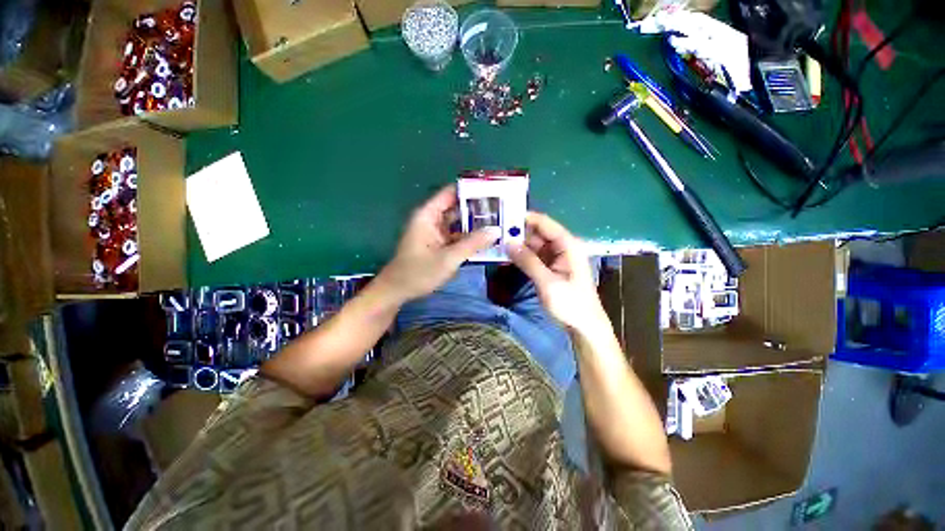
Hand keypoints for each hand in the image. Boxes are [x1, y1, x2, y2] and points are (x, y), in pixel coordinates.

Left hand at [377, 185, 499, 301]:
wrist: (397, 292)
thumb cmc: (418, 273)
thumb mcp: (448, 258)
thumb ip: (472, 244)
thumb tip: (496, 230)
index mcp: (428, 215)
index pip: (451, 193)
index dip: (471, 190)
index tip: (494, 191)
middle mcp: (432, 220)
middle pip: (457, 208)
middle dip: (478, 209)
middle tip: (503, 210)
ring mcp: (436, 233)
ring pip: (459, 224)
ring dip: (476, 225)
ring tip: (500, 223)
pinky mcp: (439, 245)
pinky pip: (457, 237)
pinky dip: (470, 238)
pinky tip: (487, 241)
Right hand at [508, 212, 605, 333]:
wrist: (584, 326)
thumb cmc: (571, 304)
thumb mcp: (548, 283)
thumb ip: (528, 261)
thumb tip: (508, 243)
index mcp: (568, 245)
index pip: (545, 223)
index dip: (525, 217)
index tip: (504, 216)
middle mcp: (562, 247)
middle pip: (538, 232)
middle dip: (518, 231)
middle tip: (495, 231)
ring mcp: (556, 257)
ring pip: (534, 244)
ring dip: (518, 243)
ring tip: (496, 241)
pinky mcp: (550, 267)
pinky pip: (534, 256)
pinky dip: (522, 255)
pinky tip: (507, 254)